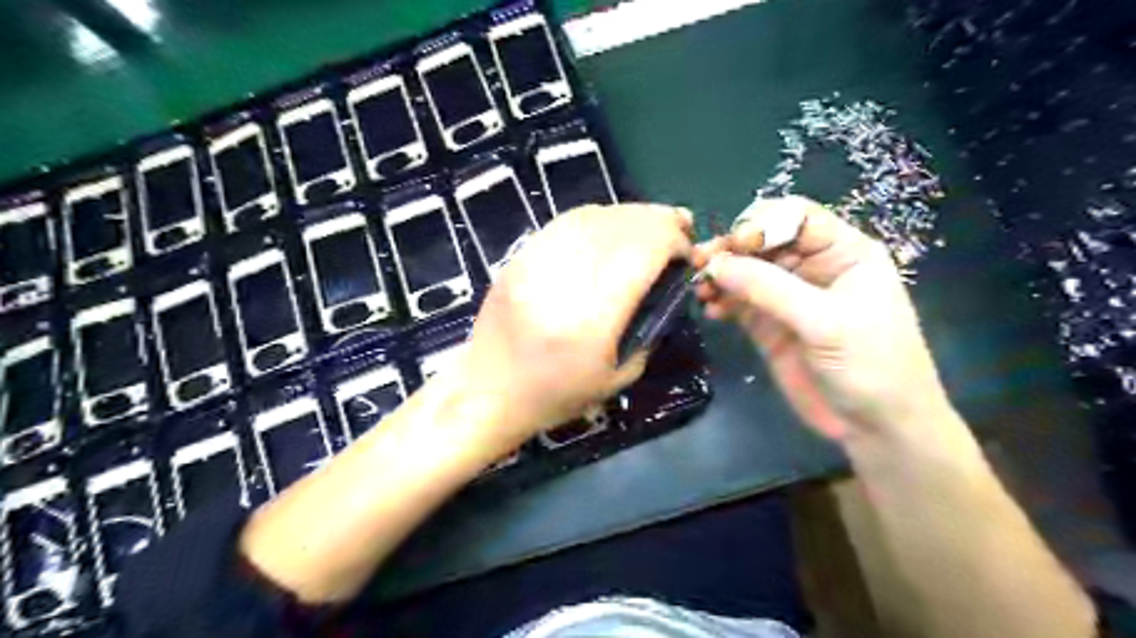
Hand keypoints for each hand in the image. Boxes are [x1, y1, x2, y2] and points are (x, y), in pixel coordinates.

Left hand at [460, 203, 691, 443]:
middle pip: (621, 226)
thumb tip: (667, 291)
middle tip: (679, 228)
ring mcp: (535, 261)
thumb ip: (649, 330)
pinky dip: (597, 218)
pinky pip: (565, 222)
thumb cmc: (555, 395)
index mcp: (592, 315)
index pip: (642, 251)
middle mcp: (564, 277)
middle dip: (658, 221)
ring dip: (630, 215)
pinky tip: (611, 228)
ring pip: (593, 216)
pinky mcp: (519, 256)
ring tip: (650, 223)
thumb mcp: (618, 377)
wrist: (487, 391)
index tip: (687, 251)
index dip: (673, 240)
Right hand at [694, 195, 951, 442]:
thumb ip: (771, 289)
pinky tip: (710, 311)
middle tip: (701, 263)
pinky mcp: (769, 325)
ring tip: (701, 290)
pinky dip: (721, 301)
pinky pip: (738, 302)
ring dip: (720, 275)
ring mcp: (788, 297)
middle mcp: (812, 267)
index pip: (796, 217)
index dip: (762, 222)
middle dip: (732, 249)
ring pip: (745, 270)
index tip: (735, 245)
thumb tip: (716, 263)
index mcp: (842, 252)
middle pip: (763, 240)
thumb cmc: (872, 365)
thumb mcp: (827, 322)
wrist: (876, 426)